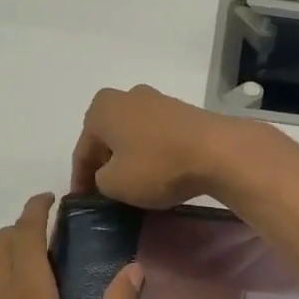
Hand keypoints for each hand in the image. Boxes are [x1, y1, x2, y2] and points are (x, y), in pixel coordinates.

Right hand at [69, 85, 260, 207]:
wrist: (218, 151)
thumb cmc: (157, 166)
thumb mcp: (115, 184)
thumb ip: (100, 180)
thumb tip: (109, 175)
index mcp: (102, 108)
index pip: (82, 150)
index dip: (80, 180)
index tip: (83, 201)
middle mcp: (127, 96)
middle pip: (108, 138)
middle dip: (105, 164)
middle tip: (106, 193)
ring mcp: (158, 101)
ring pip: (133, 135)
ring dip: (130, 158)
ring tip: (133, 185)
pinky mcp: (184, 112)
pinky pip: (157, 136)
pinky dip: (152, 154)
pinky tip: (159, 172)